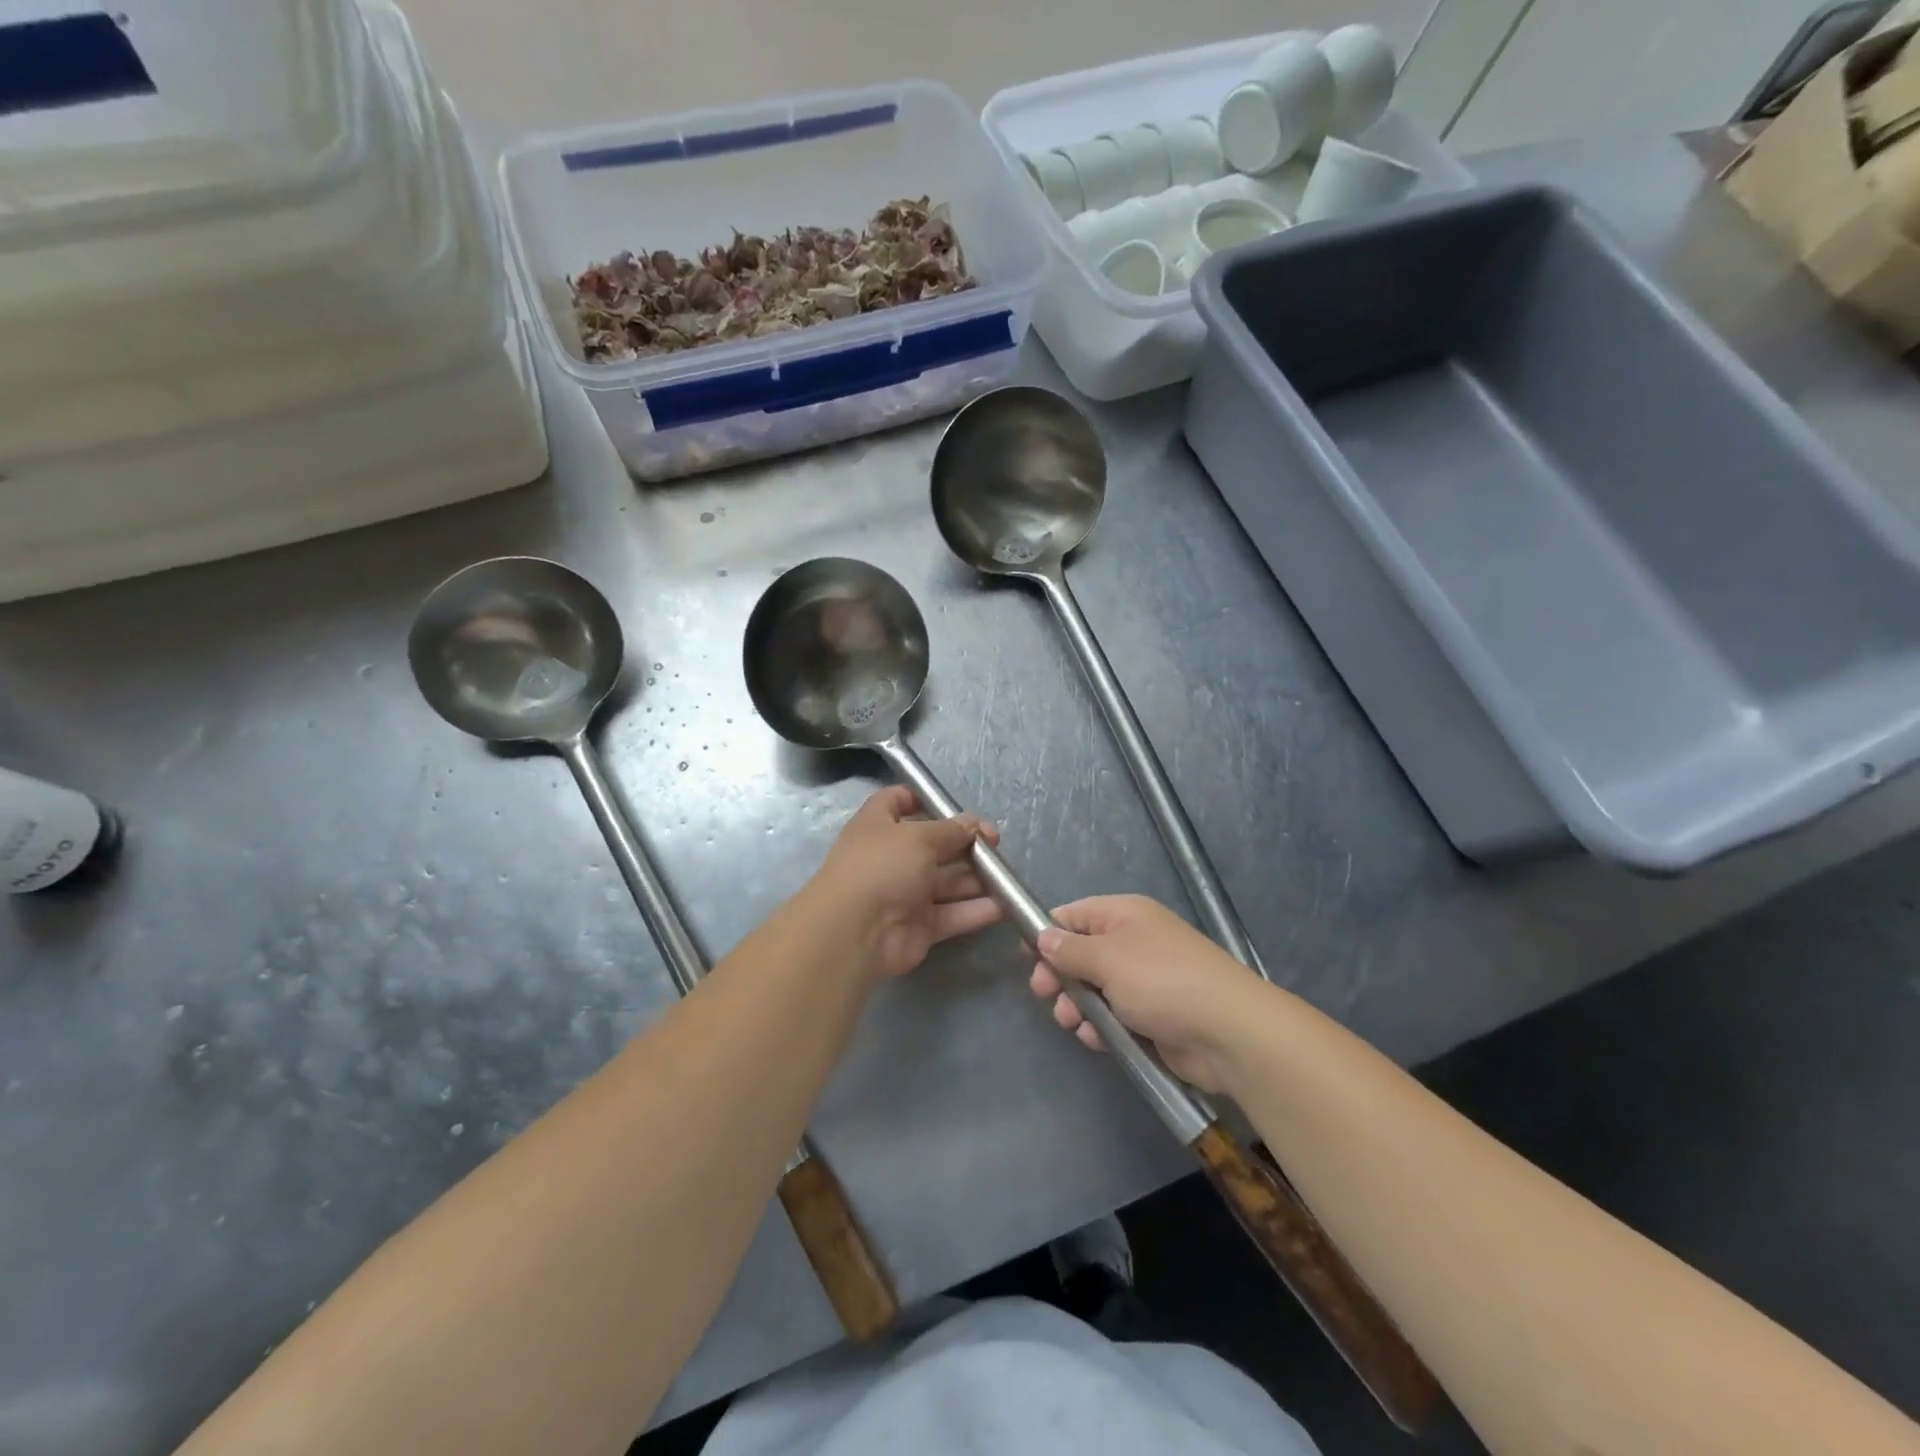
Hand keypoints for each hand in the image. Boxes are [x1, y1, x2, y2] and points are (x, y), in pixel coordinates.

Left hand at [808, 786, 1002, 977]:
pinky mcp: (920, 926)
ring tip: (1006, 875)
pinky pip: (953, 913)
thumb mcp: (919, 836)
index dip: (923, 799)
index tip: (955, 805)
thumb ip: (950, 830)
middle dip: (965, 842)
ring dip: (977, 878)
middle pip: (933, 844)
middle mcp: (892, 857)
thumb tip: (972, 824)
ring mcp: (906, 893)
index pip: (898, 801)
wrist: (856, 932)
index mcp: (879, 825)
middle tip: (996, 843)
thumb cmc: (882, 867)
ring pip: (947, 881)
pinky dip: (976, 910)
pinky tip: (1004, 905)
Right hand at [1028, 894, 1265, 1092]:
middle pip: (1081, 954)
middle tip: (1045, 995)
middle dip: (1060, 975)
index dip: (1047, 934)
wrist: (1229, 1032)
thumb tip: (1043, 937)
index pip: (1073, 915)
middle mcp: (1133, 942)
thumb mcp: (1107, 959)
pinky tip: (1097, 1039)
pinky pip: (1114, 1015)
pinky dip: (1101, 1025)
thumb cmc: (1162, 981)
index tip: (1027, 960)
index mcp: (1124, 915)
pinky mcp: (1152, 1015)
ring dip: (1078, 1005)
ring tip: (1073, 1022)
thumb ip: (1069, 950)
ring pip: (1094, 988)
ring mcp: (1144, 980)